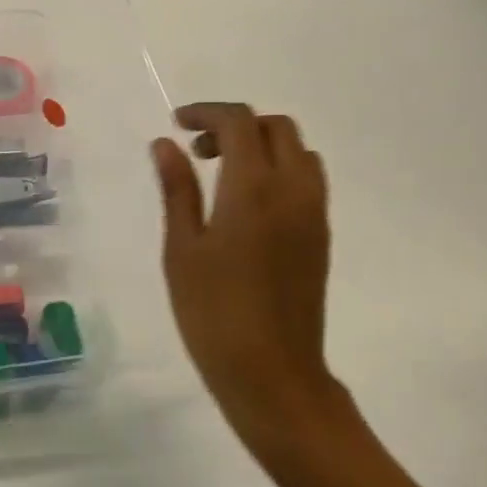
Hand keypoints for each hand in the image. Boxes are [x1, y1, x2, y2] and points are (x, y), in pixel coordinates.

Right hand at [152, 103, 338, 461]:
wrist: (273, 374)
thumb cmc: (213, 312)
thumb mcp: (182, 249)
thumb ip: (177, 189)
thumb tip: (165, 144)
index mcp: (254, 188)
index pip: (239, 121)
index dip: (206, 112)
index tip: (176, 123)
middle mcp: (293, 190)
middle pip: (276, 127)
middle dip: (236, 124)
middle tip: (198, 151)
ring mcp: (313, 213)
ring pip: (298, 151)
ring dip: (262, 145)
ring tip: (222, 174)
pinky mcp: (321, 236)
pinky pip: (307, 179)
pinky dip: (279, 169)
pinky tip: (247, 203)